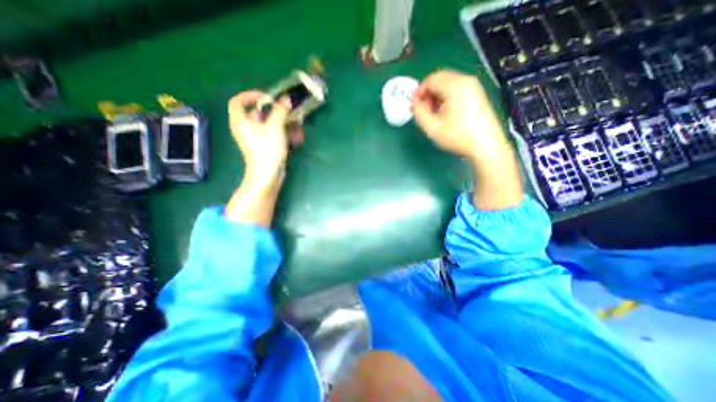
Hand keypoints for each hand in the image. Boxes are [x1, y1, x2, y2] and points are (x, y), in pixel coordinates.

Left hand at [227, 90, 299, 227]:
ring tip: (298, 130)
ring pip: (270, 125)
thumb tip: (285, 99)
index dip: (251, 96)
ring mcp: (257, 139)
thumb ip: (280, 111)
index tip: (268, 98)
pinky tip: (296, 140)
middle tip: (291, 114)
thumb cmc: (267, 151)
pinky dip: (284, 135)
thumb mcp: (275, 128)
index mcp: (241, 121)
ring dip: (285, 126)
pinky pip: (274, 135)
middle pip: (260, 114)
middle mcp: (247, 128)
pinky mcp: (265, 147)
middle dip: (278, 114)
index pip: (238, 101)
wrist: (267, 176)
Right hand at [411, 69, 505, 162]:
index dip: (419, 92)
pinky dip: (446, 97)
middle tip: (423, 110)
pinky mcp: (477, 94)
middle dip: (427, 93)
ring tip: (433, 113)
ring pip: (448, 83)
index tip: (414, 106)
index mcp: (455, 85)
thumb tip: (414, 102)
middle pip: (440, 78)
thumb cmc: (457, 137)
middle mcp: (465, 80)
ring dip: (436, 95)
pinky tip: (444, 112)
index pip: (430, 79)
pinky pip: (456, 89)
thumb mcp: (432, 127)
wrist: (485, 146)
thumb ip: (419, 112)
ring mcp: (473, 86)